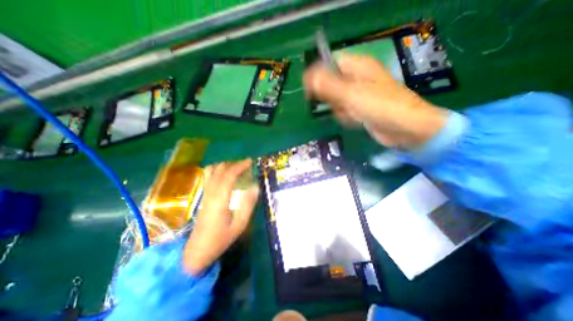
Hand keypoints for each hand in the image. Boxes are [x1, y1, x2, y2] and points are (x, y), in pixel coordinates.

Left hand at [184, 159, 259, 274]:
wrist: (198, 250)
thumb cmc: (221, 238)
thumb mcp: (240, 225)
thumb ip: (248, 205)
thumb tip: (255, 187)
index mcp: (220, 200)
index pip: (229, 175)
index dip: (240, 166)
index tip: (250, 162)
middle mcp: (210, 193)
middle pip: (220, 170)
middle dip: (234, 164)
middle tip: (246, 165)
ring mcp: (205, 193)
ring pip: (211, 171)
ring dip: (225, 165)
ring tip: (236, 168)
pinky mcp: (203, 196)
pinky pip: (208, 176)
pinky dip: (217, 170)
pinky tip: (225, 175)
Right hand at [302, 54, 449, 149]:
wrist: (404, 129)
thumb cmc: (380, 106)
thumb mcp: (351, 94)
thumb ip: (328, 85)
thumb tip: (308, 77)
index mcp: (358, 66)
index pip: (330, 62)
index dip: (319, 74)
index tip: (312, 90)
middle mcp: (358, 78)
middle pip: (332, 84)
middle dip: (332, 98)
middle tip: (339, 104)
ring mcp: (359, 94)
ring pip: (336, 100)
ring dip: (340, 109)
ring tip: (352, 113)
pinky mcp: (361, 108)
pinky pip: (344, 110)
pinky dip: (347, 116)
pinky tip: (356, 120)